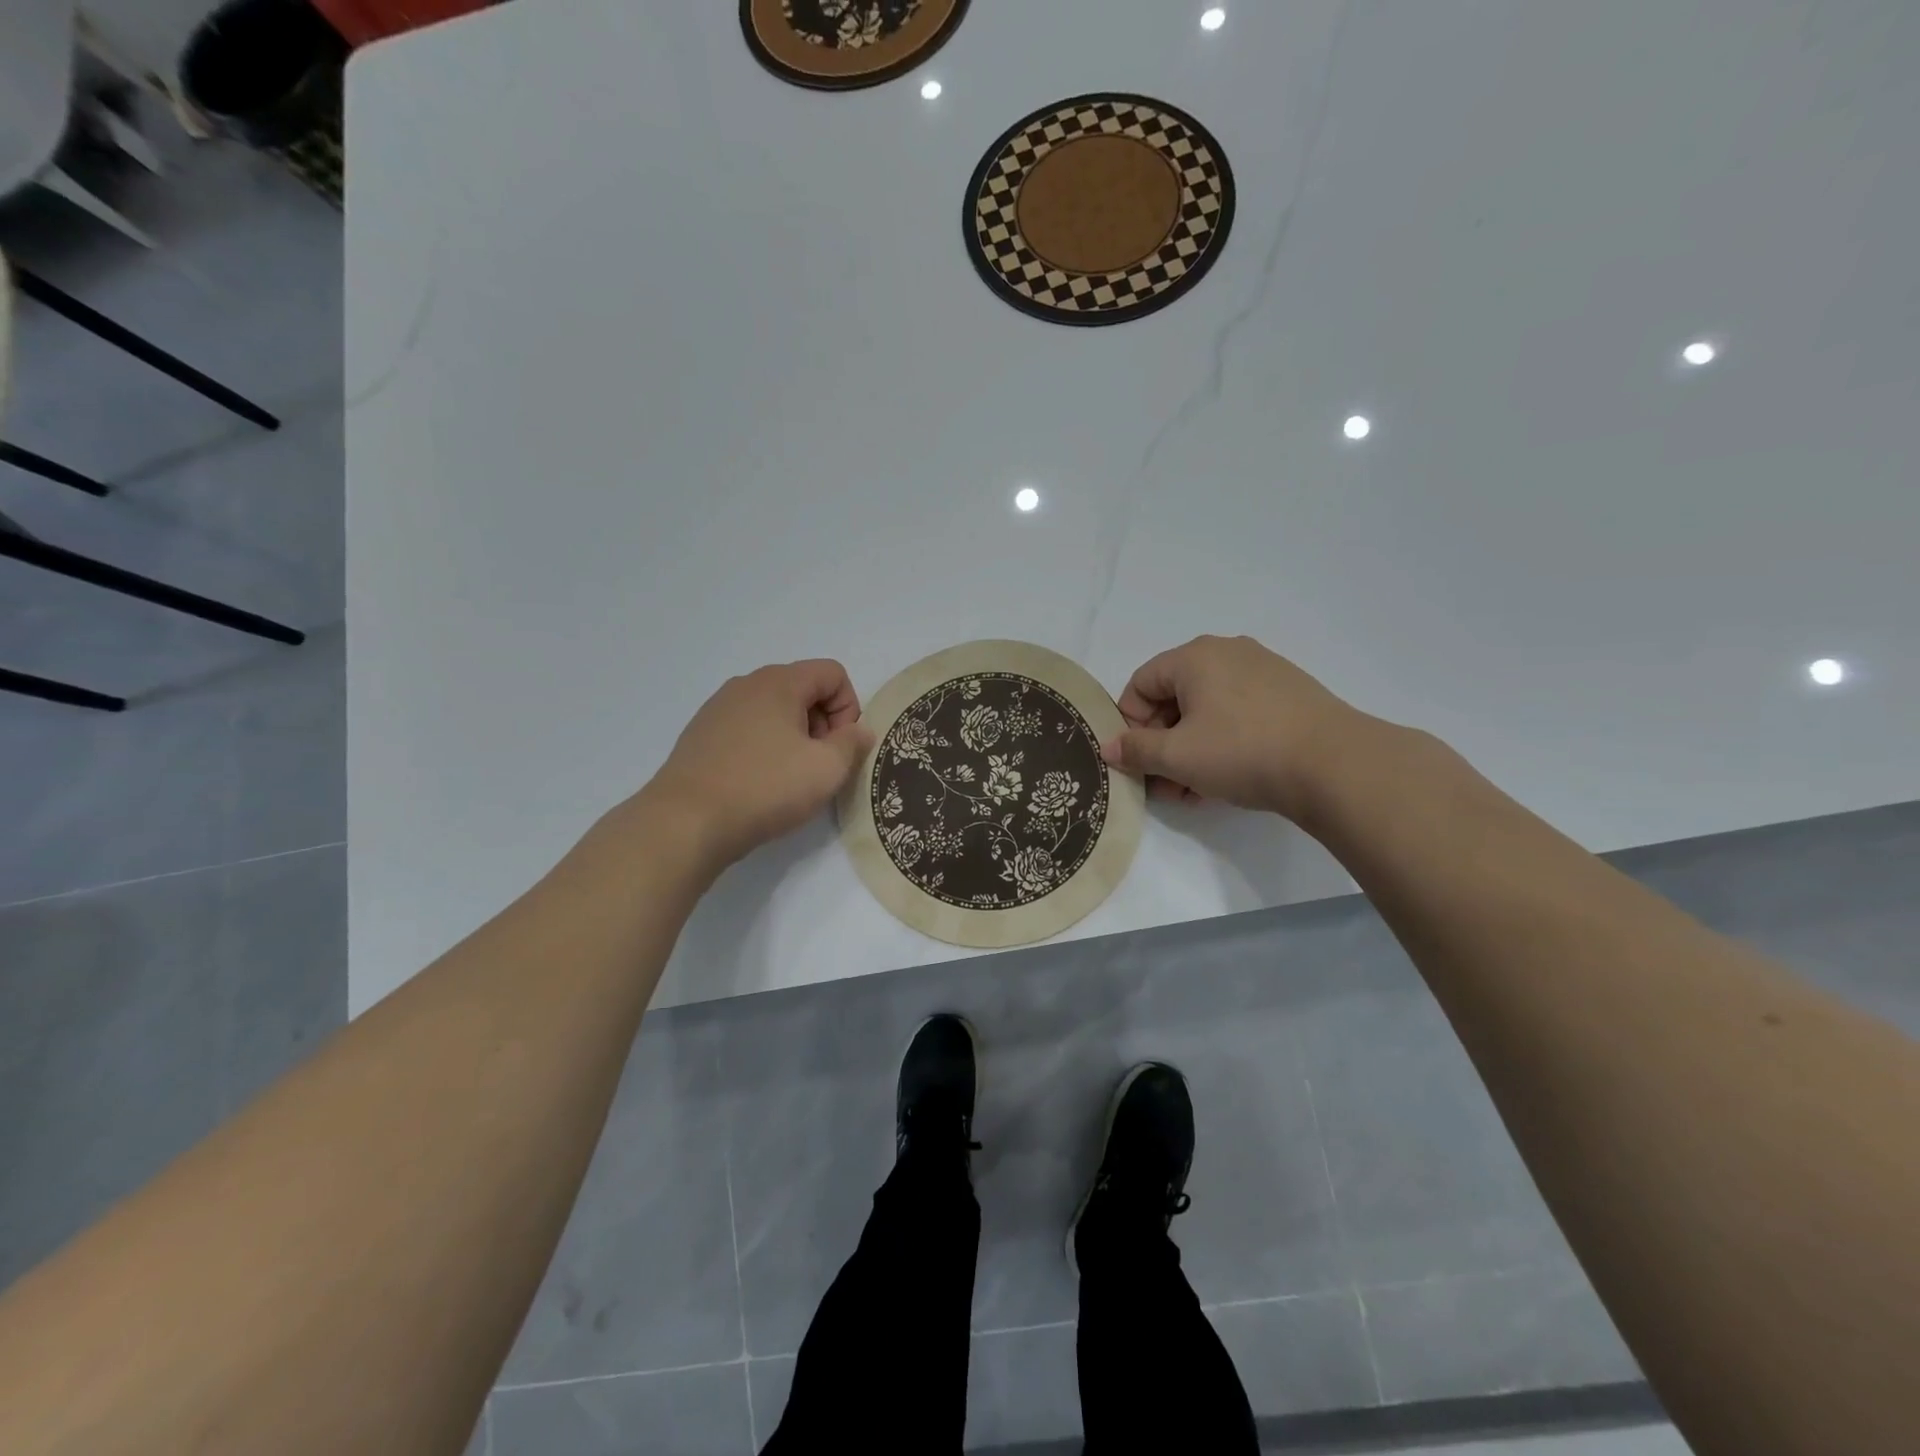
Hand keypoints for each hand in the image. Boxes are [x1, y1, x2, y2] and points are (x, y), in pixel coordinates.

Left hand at [644, 660, 875, 868]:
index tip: (840, 747)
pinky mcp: (700, 735)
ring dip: (794, 738)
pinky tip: (758, 783)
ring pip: (774, 711)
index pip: (833, 673)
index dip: (849, 708)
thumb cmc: (766, 788)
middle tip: (818, 765)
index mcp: (779, 682)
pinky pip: (747, 729)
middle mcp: (746, 685)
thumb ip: (853, 743)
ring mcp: (718, 709)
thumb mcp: (827, 769)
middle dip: (822, 724)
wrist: (686, 821)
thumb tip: (859, 730)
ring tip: (789, 778)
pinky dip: (764, 748)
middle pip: (803, 689)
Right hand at [1101, 635, 1361, 818]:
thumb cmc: (1241, 751)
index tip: (1138, 760)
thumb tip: (1108, 747)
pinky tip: (1226, 778)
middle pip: (1174, 696)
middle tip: (1163, 783)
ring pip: (1207, 709)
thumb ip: (1136, 750)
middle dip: (1161, 742)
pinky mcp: (1289, 693)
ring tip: (1192, 790)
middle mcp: (1228, 652)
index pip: (1140, 683)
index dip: (1129, 723)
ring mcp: (1263, 670)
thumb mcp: (1177, 757)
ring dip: (1189, 748)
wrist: (1334, 765)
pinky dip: (1222, 742)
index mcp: (1195, 656)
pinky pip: (1238, 713)